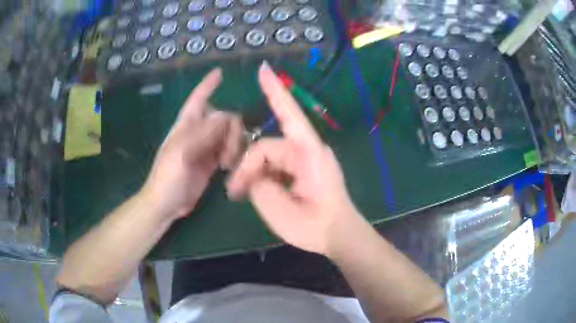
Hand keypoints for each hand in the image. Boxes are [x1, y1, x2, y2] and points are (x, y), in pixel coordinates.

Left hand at [141, 69, 243, 219]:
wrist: (166, 203)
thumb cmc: (167, 176)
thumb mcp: (182, 152)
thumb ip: (203, 132)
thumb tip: (227, 117)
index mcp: (186, 124)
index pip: (198, 97)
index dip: (208, 84)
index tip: (219, 73)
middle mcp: (197, 131)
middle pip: (223, 117)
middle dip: (231, 130)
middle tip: (228, 153)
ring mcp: (205, 147)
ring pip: (229, 134)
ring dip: (234, 145)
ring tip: (227, 164)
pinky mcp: (211, 162)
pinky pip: (229, 150)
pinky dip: (234, 155)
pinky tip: (230, 166)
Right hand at [226, 62, 365, 255]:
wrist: (339, 237)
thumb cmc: (316, 227)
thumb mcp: (281, 211)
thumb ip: (260, 187)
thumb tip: (253, 175)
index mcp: (309, 153)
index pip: (289, 114)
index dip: (274, 91)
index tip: (263, 69)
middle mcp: (307, 150)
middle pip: (267, 147)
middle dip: (247, 166)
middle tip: (233, 192)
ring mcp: (305, 160)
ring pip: (269, 157)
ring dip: (253, 173)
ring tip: (241, 194)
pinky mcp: (302, 170)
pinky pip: (276, 165)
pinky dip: (263, 176)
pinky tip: (255, 190)